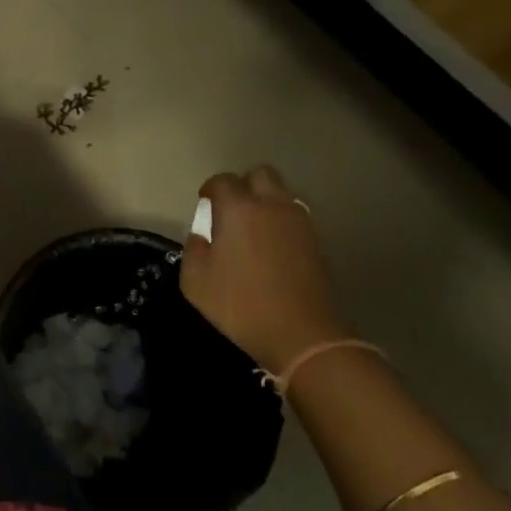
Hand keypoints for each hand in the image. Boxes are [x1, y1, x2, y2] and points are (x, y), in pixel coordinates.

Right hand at [179, 165, 342, 375]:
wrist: (304, 335)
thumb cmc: (242, 305)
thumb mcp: (196, 282)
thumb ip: (194, 251)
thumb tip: (202, 237)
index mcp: (239, 209)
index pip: (223, 180)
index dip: (210, 189)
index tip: (204, 204)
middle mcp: (272, 206)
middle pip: (260, 174)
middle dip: (243, 185)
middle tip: (230, 209)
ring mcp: (299, 222)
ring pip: (282, 193)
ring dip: (265, 201)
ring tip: (252, 228)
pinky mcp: (316, 241)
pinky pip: (295, 215)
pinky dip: (281, 221)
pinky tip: (271, 245)